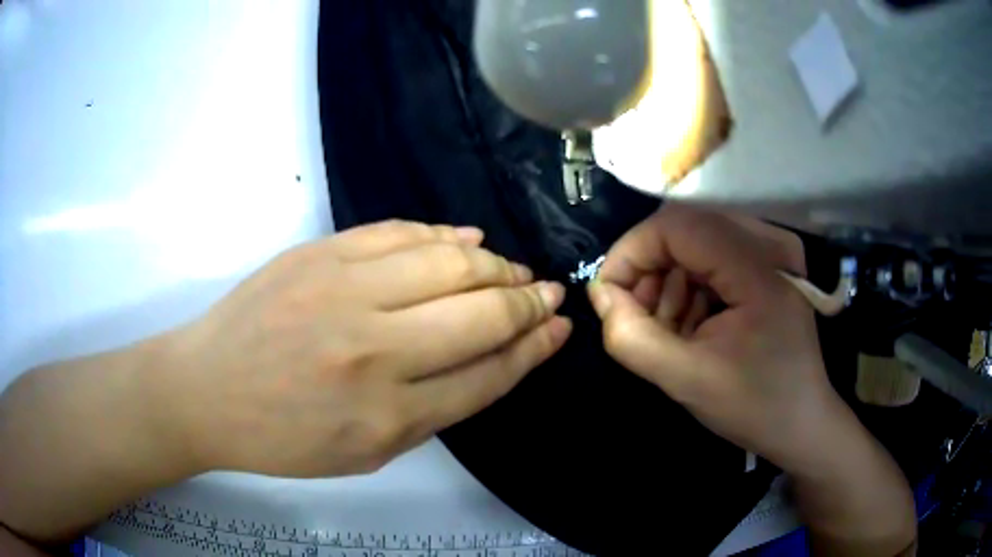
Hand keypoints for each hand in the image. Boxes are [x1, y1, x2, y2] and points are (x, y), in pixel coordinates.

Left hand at [162, 220, 571, 477]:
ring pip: (449, 263)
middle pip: (481, 313)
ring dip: (496, 266)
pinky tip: (470, 241)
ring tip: (515, 271)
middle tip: (549, 293)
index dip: (533, 348)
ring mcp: (343, 291)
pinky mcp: (320, 254)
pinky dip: (443, 235)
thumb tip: (491, 357)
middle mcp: (373, 350)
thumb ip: (433, 409)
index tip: (559, 328)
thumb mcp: (365, 451)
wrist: (206, 391)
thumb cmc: (284, 438)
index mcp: (387, 416)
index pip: (488, 373)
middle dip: (529, 302)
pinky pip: (400, 232)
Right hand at [587, 204, 845, 472]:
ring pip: (698, 241)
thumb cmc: (754, 407)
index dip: (631, 252)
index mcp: (758, 269)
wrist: (803, 423)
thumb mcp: (686, 381)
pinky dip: (692, 286)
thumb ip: (632, 337)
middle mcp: (771, 243)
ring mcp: (775, 252)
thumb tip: (600, 295)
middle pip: (686, 228)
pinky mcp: (773, 265)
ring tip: (668, 329)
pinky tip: (694, 324)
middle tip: (637, 318)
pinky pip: (716, 256)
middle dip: (651, 270)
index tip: (608, 295)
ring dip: (671, 281)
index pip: (676, 226)